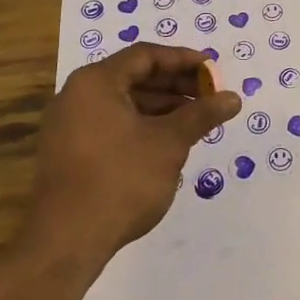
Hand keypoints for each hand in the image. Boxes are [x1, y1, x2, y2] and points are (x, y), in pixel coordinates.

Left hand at [26, 43, 240, 261]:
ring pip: (123, 102)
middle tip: (208, 94)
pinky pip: (111, 123)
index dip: (182, 60)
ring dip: (161, 107)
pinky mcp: (68, 152)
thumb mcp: (169, 142)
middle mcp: (76, 95)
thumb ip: (201, 114)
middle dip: (174, 85)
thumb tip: (233, 98)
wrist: (65, 243)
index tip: (212, 69)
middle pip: (133, 77)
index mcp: (96, 82)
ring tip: (195, 120)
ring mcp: (68, 126)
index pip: (145, 56)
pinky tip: (167, 141)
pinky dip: (141, 125)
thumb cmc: (121, 180)